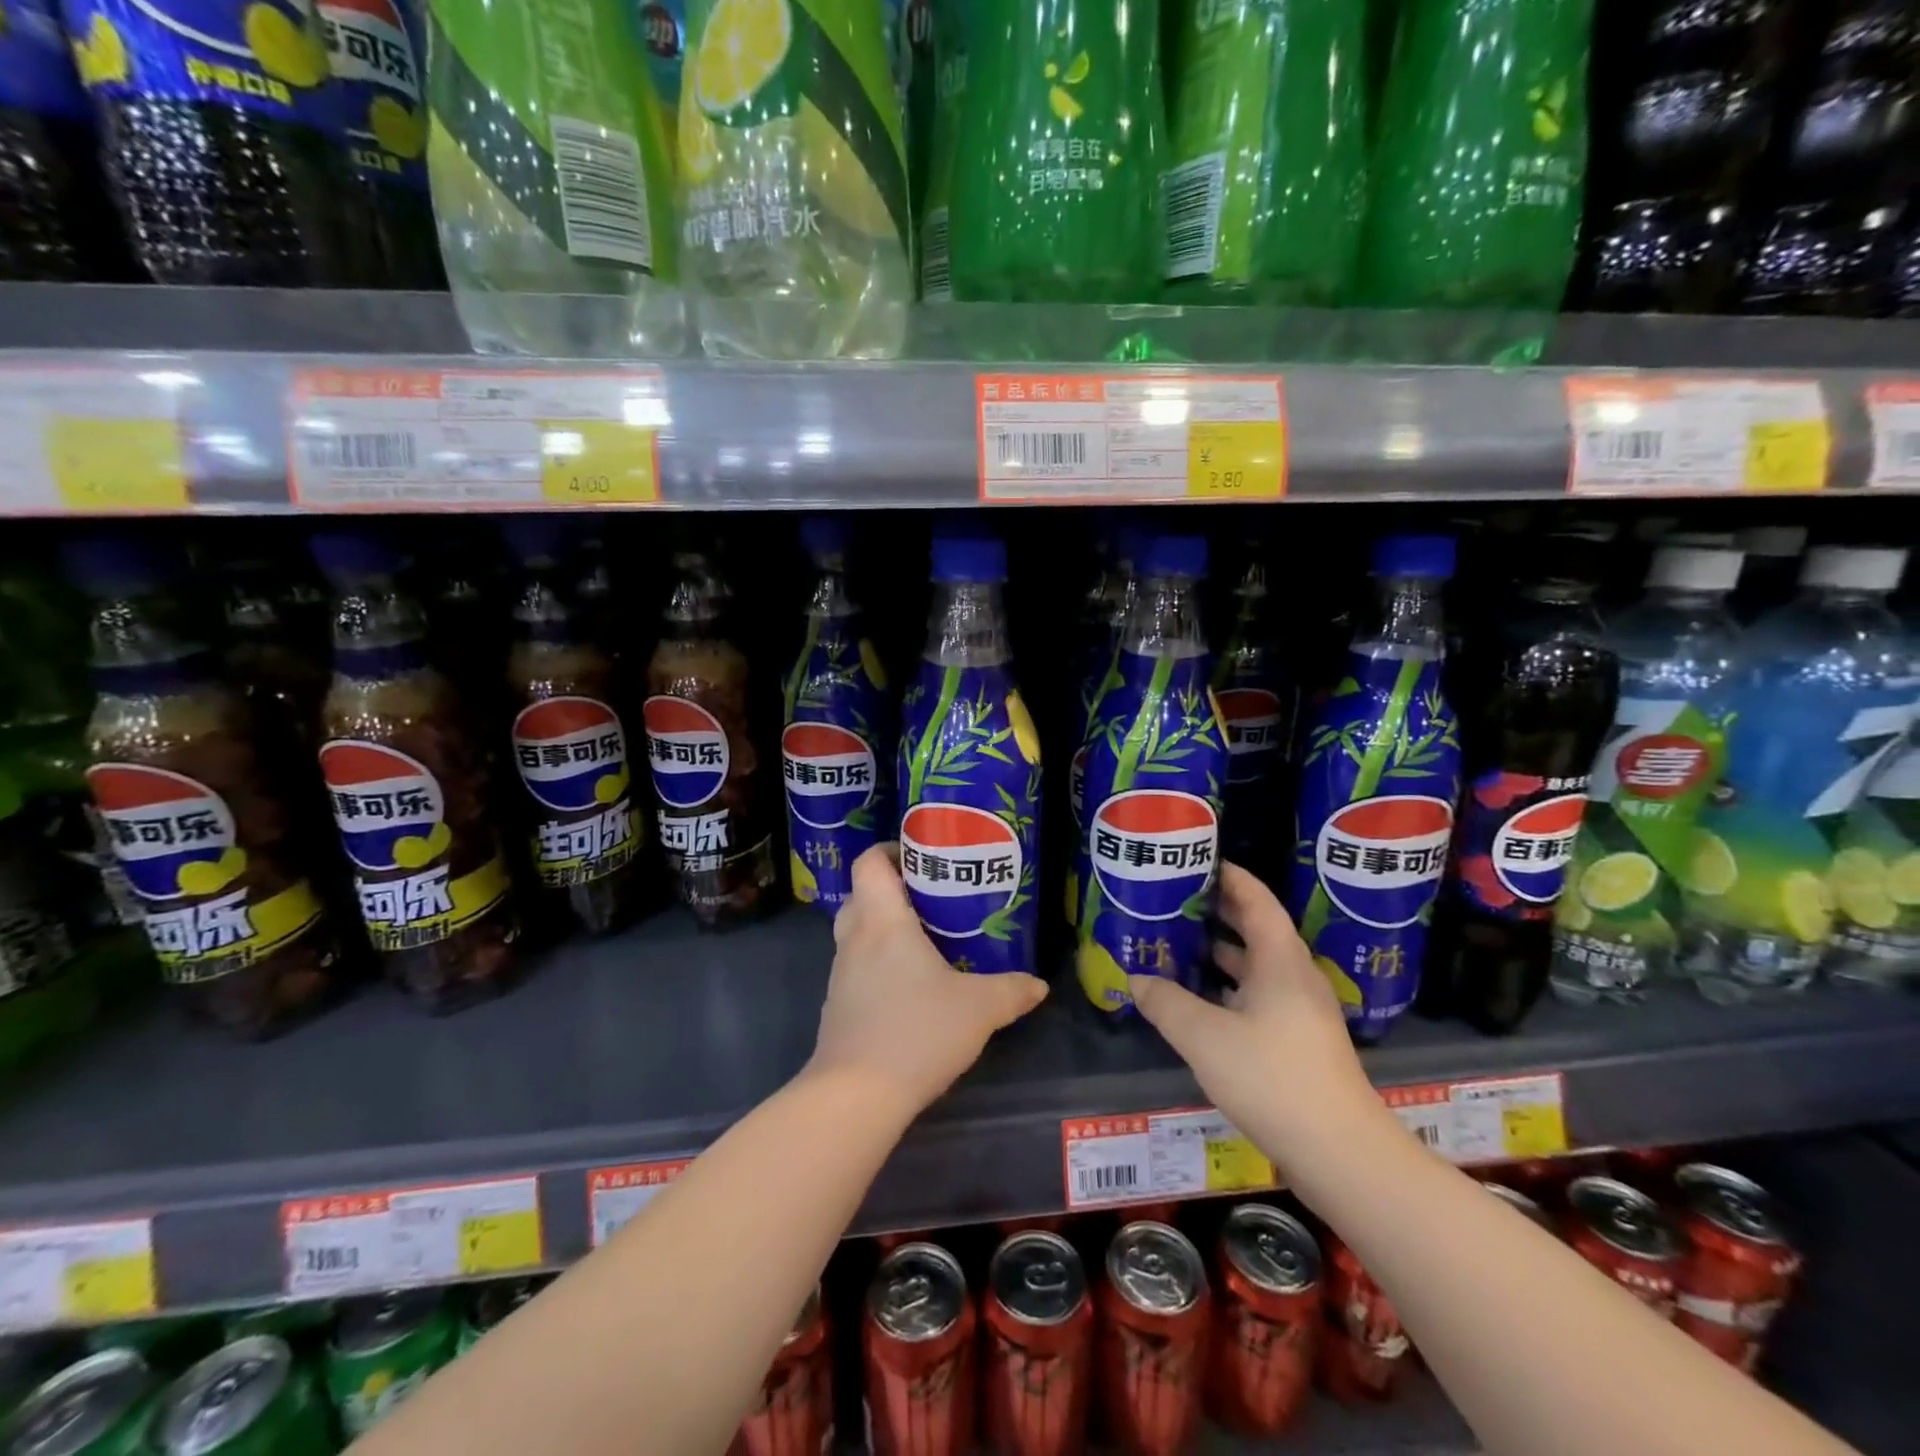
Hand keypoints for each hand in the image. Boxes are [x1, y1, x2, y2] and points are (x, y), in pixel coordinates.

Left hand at [809, 844, 1047, 1115]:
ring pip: (857, 932)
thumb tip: (1039, 985)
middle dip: (893, 889)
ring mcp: (840, 974)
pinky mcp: (837, 1006)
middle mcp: (855, 939)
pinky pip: (857, 967)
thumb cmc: (916, 1032)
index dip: (890, 850)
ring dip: (884, 928)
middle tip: (932, 898)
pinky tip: (909, 988)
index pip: (870, 863)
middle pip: (862, 894)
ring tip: (926, 941)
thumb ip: (1012, 991)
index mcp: (883, 922)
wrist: (855, 1097)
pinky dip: (877, 963)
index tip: (923, 856)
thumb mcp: (979, 1009)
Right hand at [1127, 864, 1384, 1169]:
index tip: (1198, 860)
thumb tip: (1137, 978)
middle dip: (1218, 910)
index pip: (1256, 900)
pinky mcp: (1298, 1040)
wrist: (1341, 1154)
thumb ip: (1166, 1003)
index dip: (1230, 876)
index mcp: (1280, 960)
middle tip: (1175, 897)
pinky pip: (1258, 994)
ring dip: (1221, 950)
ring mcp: (1300, 1010)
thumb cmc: (1273, 1079)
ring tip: (1178, 940)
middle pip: (1257, 928)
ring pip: (1256, 964)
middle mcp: (1294, 976)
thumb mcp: (1205, 1037)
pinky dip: (1228, 985)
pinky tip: (1199, 997)